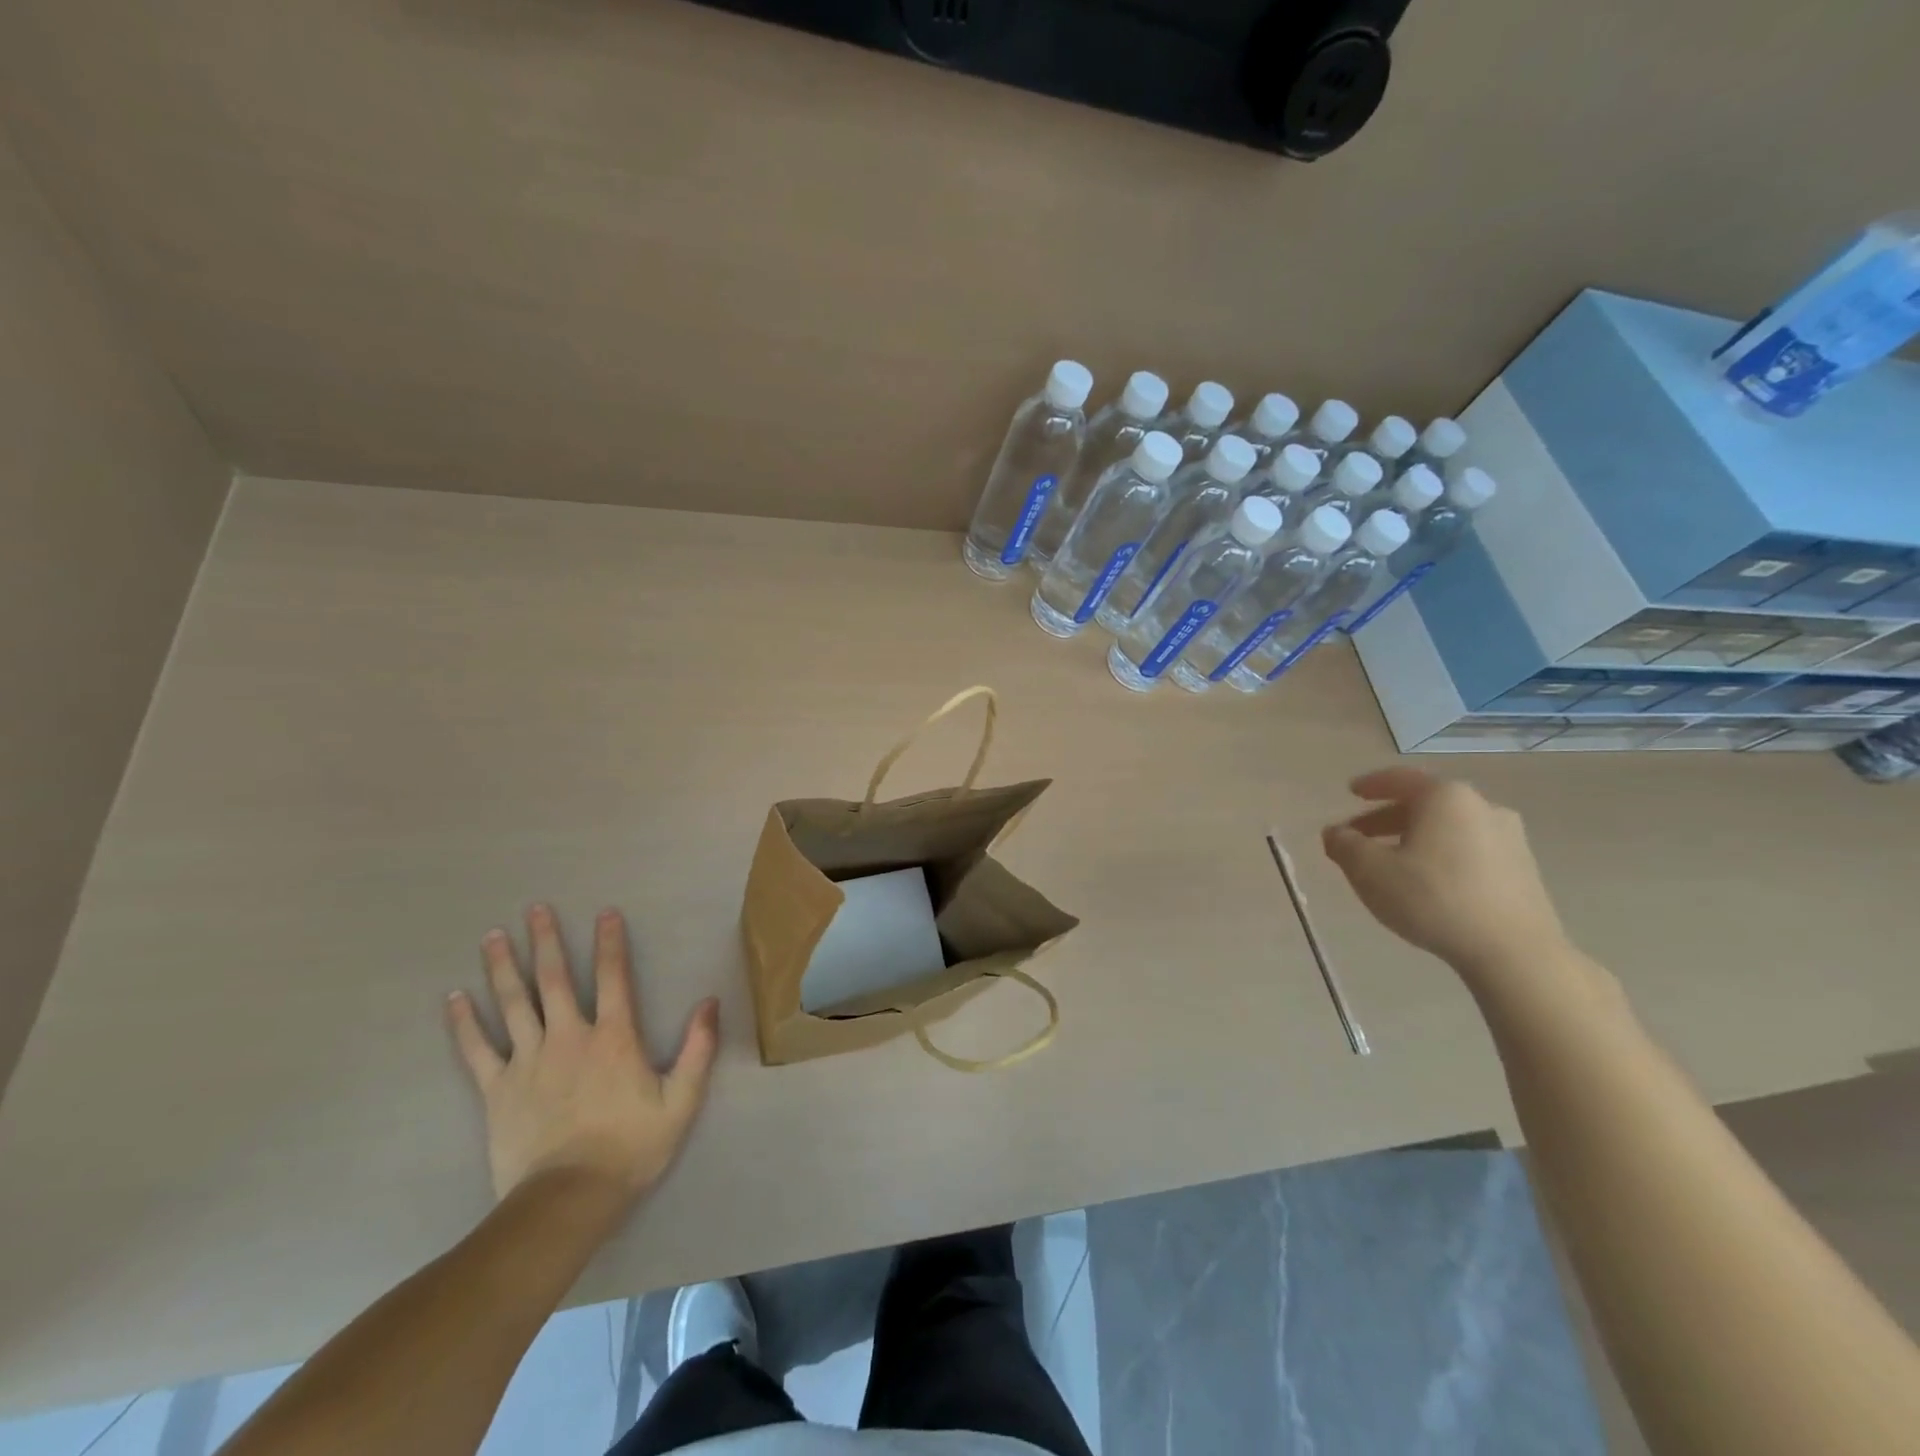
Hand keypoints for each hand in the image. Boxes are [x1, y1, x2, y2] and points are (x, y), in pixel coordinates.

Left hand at [447, 905, 719, 1207]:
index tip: (604, 913)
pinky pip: (477, 1050)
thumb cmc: (631, 1148)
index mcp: (614, 1037)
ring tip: (492, 936)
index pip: (613, 977)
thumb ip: (697, 1049)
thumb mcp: (681, 1100)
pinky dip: (465, 1023)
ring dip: (503, 967)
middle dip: (545, 941)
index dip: (610, 943)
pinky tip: (454, 999)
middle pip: (553, 980)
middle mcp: (569, 1037)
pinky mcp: (497, 1090)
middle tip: (534, 909)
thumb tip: (710, 1002)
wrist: (567, 1200)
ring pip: (513, 1004)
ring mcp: (528, 1061)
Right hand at [1321, 768, 1568, 974]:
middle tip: (1360, 836)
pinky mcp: (1523, 869)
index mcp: (1445, 798)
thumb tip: (1335, 833)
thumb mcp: (1369, 871)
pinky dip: (1442, 854)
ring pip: (1448, 828)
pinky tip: (1428, 881)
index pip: (1400, 779)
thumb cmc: (1434, 898)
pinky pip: (1470, 849)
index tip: (1351, 792)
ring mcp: (1509, 838)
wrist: (1515, 953)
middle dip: (1387, 818)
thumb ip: (1344, 845)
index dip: (1371, 785)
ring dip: (1415, 838)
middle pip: (1425, 804)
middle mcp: (1482, 806)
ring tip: (1391, 862)